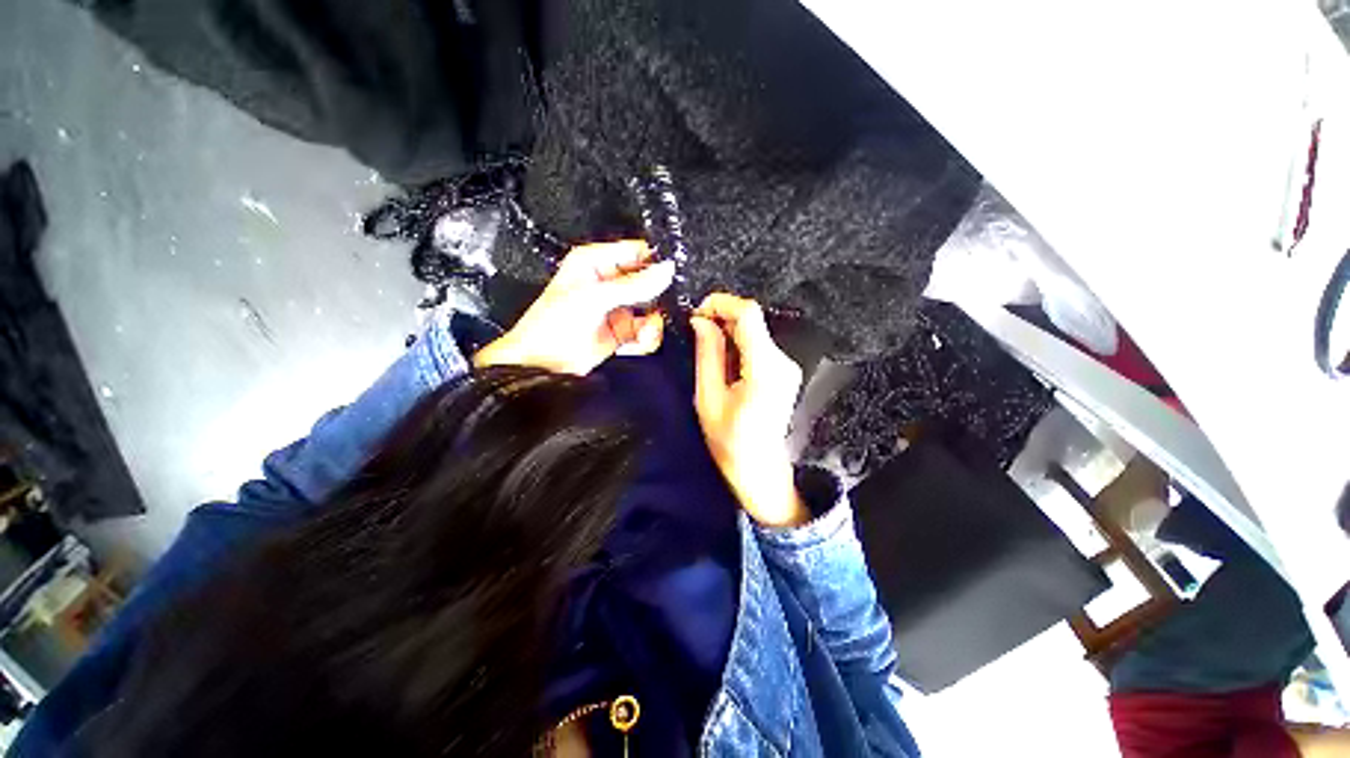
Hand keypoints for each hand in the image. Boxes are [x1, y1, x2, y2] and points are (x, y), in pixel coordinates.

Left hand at [474, 241, 674, 374]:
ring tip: (642, 333)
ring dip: (651, 324)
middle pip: (649, 283)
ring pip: (651, 309)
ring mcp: (617, 309)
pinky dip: (645, 339)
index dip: (655, 262)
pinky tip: (634, 344)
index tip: (669, 276)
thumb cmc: (550, 326)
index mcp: (596, 263)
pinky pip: (647, 331)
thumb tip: (665, 271)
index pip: (636, 252)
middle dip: (655, 299)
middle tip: (653, 310)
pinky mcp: (622, 332)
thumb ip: (633, 284)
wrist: (544, 366)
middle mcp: (609, 284)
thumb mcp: (594, 297)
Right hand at [690, 293, 808, 526]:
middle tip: (696, 332)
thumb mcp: (708, 398)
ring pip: (755, 331)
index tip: (697, 313)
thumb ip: (707, 354)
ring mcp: (786, 366)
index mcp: (764, 368)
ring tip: (707, 352)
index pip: (749, 314)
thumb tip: (701, 321)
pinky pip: (758, 345)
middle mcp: (782, 361)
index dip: (721, 303)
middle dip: (721, 318)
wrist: (760, 469)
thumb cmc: (730, 441)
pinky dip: (738, 344)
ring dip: (728, 333)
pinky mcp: (784, 371)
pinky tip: (724, 363)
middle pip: (753, 320)